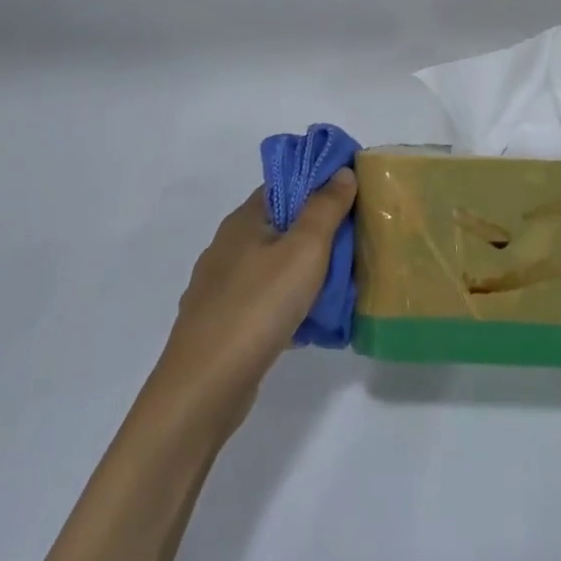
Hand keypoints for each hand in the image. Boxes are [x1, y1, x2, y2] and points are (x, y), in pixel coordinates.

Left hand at [154, 170, 355, 440]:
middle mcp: (228, 247)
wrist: (204, 388)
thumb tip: (341, 172)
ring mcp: (222, 288)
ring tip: (343, 283)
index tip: (353, 194)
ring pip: (275, 266)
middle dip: (319, 231)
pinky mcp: (223, 323)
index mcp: (244, 220)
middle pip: (282, 225)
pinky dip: (290, 304)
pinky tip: (313, 322)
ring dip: (307, 271)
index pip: (285, 185)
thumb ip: (325, 208)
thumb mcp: (304, 249)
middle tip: (357, 241)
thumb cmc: (258, 306)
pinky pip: (266, 301)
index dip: (319, 183)